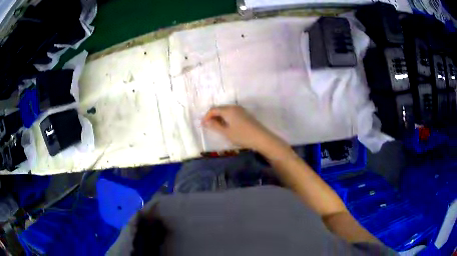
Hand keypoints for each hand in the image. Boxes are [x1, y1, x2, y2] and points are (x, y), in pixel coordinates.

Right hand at [202, 105, 282, 151]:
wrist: (261, 138)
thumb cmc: (242, 135)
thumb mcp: (226, 132)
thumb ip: (215, 126)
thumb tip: (205, 122)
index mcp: (228, 110)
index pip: (213, 109)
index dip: (207, 116)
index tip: (202, 124)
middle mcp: (234, 107)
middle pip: (220, 109)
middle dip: (213, 116)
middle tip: (208, 126)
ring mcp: (241, 110)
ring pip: (226, 111)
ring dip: (220, 117)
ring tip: (216, 127)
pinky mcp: (245, 114)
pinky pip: (232, 113)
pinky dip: (226, 118)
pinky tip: (227, 126)